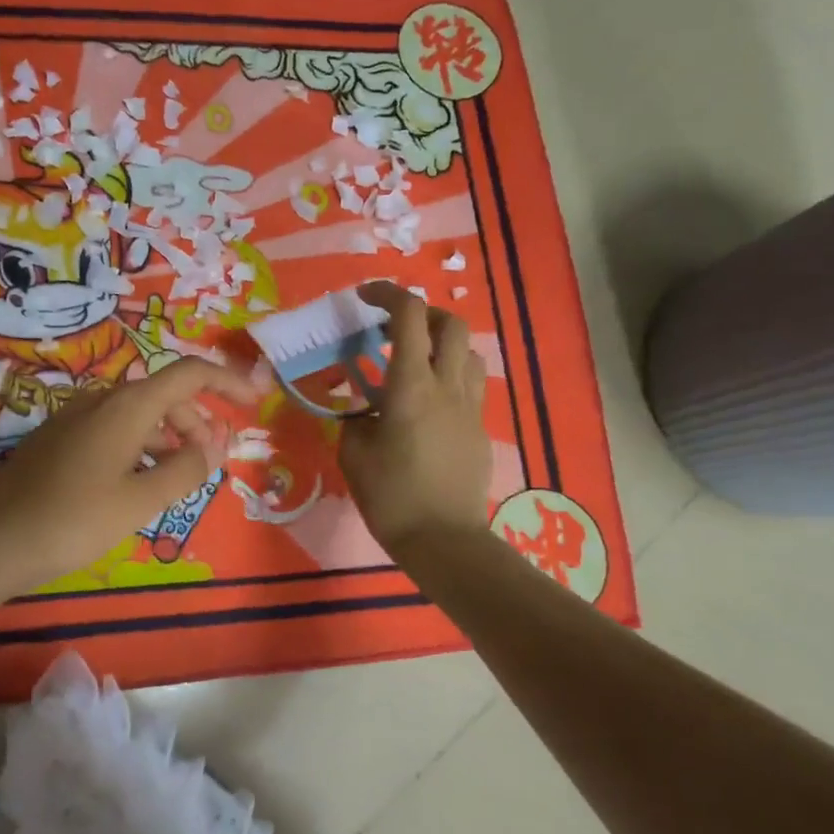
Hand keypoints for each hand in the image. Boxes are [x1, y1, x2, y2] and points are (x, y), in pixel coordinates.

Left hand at [0, 357, 259, 590]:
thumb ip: (186, 469)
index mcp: (127, 406)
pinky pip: (112, 431)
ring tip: (179, 479)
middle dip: (196, 423)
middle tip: (212, 462)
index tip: (254, 403)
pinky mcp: (58, 439)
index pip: (189, 374)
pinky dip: (139, 447)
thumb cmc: (76, 519)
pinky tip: (137, 483)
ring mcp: (75, 418)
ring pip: (136, 416)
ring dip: (167, 439)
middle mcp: (101, 400)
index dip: (226, 382)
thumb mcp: (141, 500)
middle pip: (163, 396)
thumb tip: (213, 446)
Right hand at [339, 281, 492, 557]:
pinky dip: (450, 375)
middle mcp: (447, 386)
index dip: (387, 294)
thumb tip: (361, 409)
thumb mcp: (354, 454)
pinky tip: (429, 401)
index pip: (409, 316)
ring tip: (414, 362)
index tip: (364, 297)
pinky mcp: (479, 428)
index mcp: (411, 387)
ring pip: (467, 351)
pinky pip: (470, 384)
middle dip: (422, 312)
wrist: (443, 539)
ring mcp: (469, 407)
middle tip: (393, 328)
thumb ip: (354, 420)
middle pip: (451, 322)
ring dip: (441, 343)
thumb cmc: (391, 497)